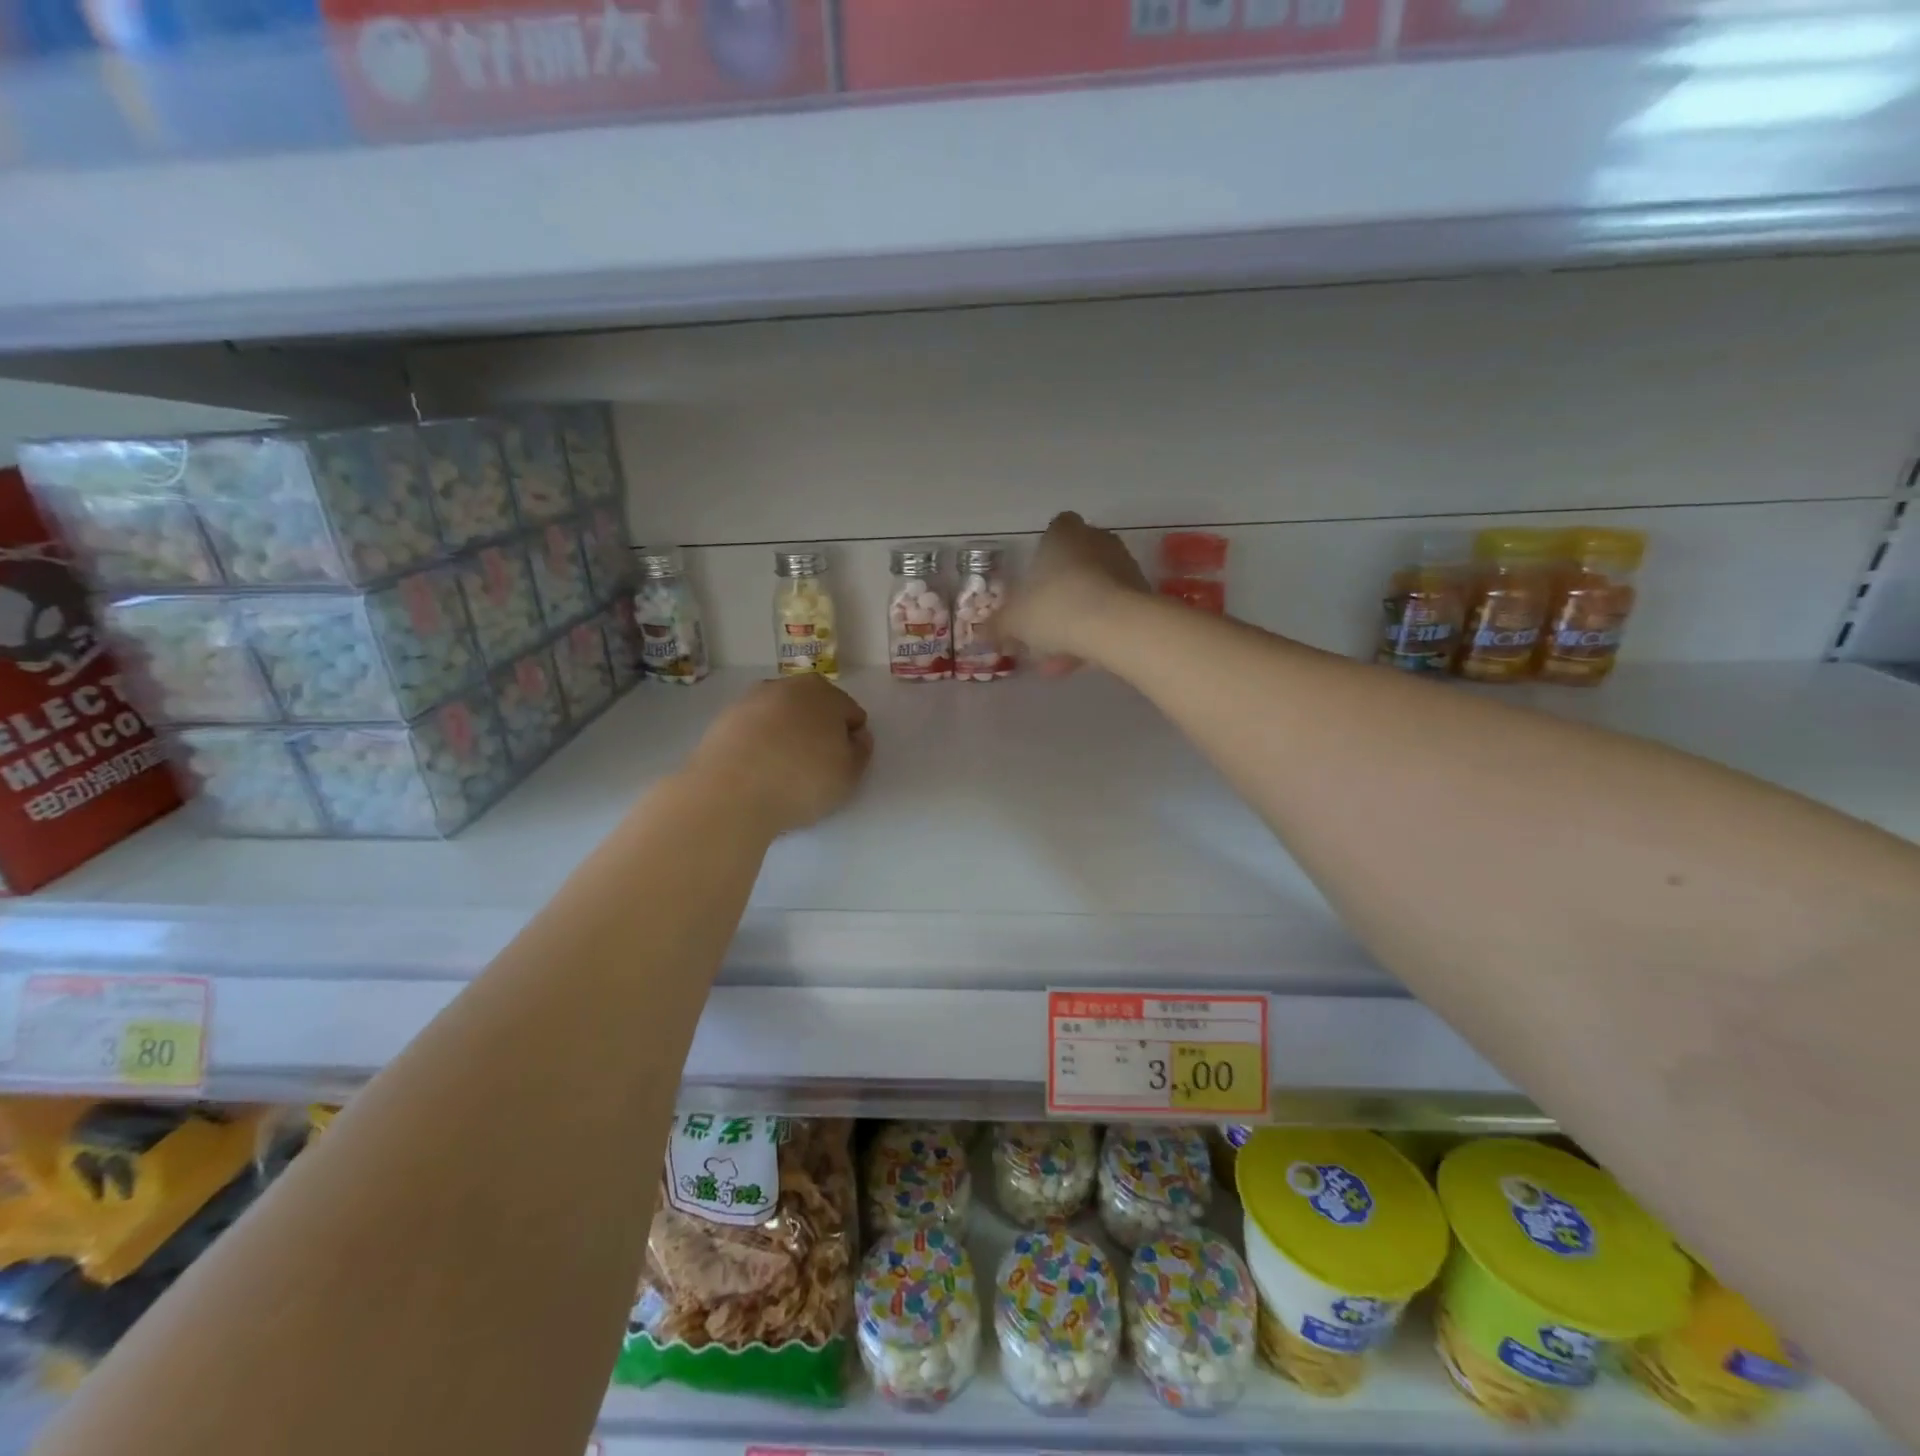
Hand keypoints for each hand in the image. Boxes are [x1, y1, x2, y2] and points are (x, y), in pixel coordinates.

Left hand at [688, 676, 873, 833]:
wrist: (731, 793)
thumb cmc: (802, 780)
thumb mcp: (849, 775)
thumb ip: (861, 751)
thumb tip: (856, 737)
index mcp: (825, 692)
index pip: (851, 714)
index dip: (851, 741)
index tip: (841, 766)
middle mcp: (787, 686)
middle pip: (814, 710)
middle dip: (818, 733)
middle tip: (813, 769)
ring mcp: (750, 700)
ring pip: (780, 718)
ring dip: (786, 737)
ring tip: (782, 774)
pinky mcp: (723, 720)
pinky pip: (753, 732)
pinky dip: (759, 746)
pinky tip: (757, 773)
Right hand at [999, 512, 1148, 674]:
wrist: (1116, 626)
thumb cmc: (1056, 608)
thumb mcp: (1016, 621)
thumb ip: (999, 625)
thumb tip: (982, 633)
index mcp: (1063, 534)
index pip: (1055, 530)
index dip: (1044, 554)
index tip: (1035, 582)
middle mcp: (1097, 541)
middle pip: (1076, 562)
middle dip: (1061, 592)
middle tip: (1044, 625)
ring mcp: (1124, 565)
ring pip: (1094, 591)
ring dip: (1077, 618)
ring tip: (1059, 657)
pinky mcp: (1142, 594)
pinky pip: (1112, 610)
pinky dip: (1097, 631)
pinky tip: (1081, 661)